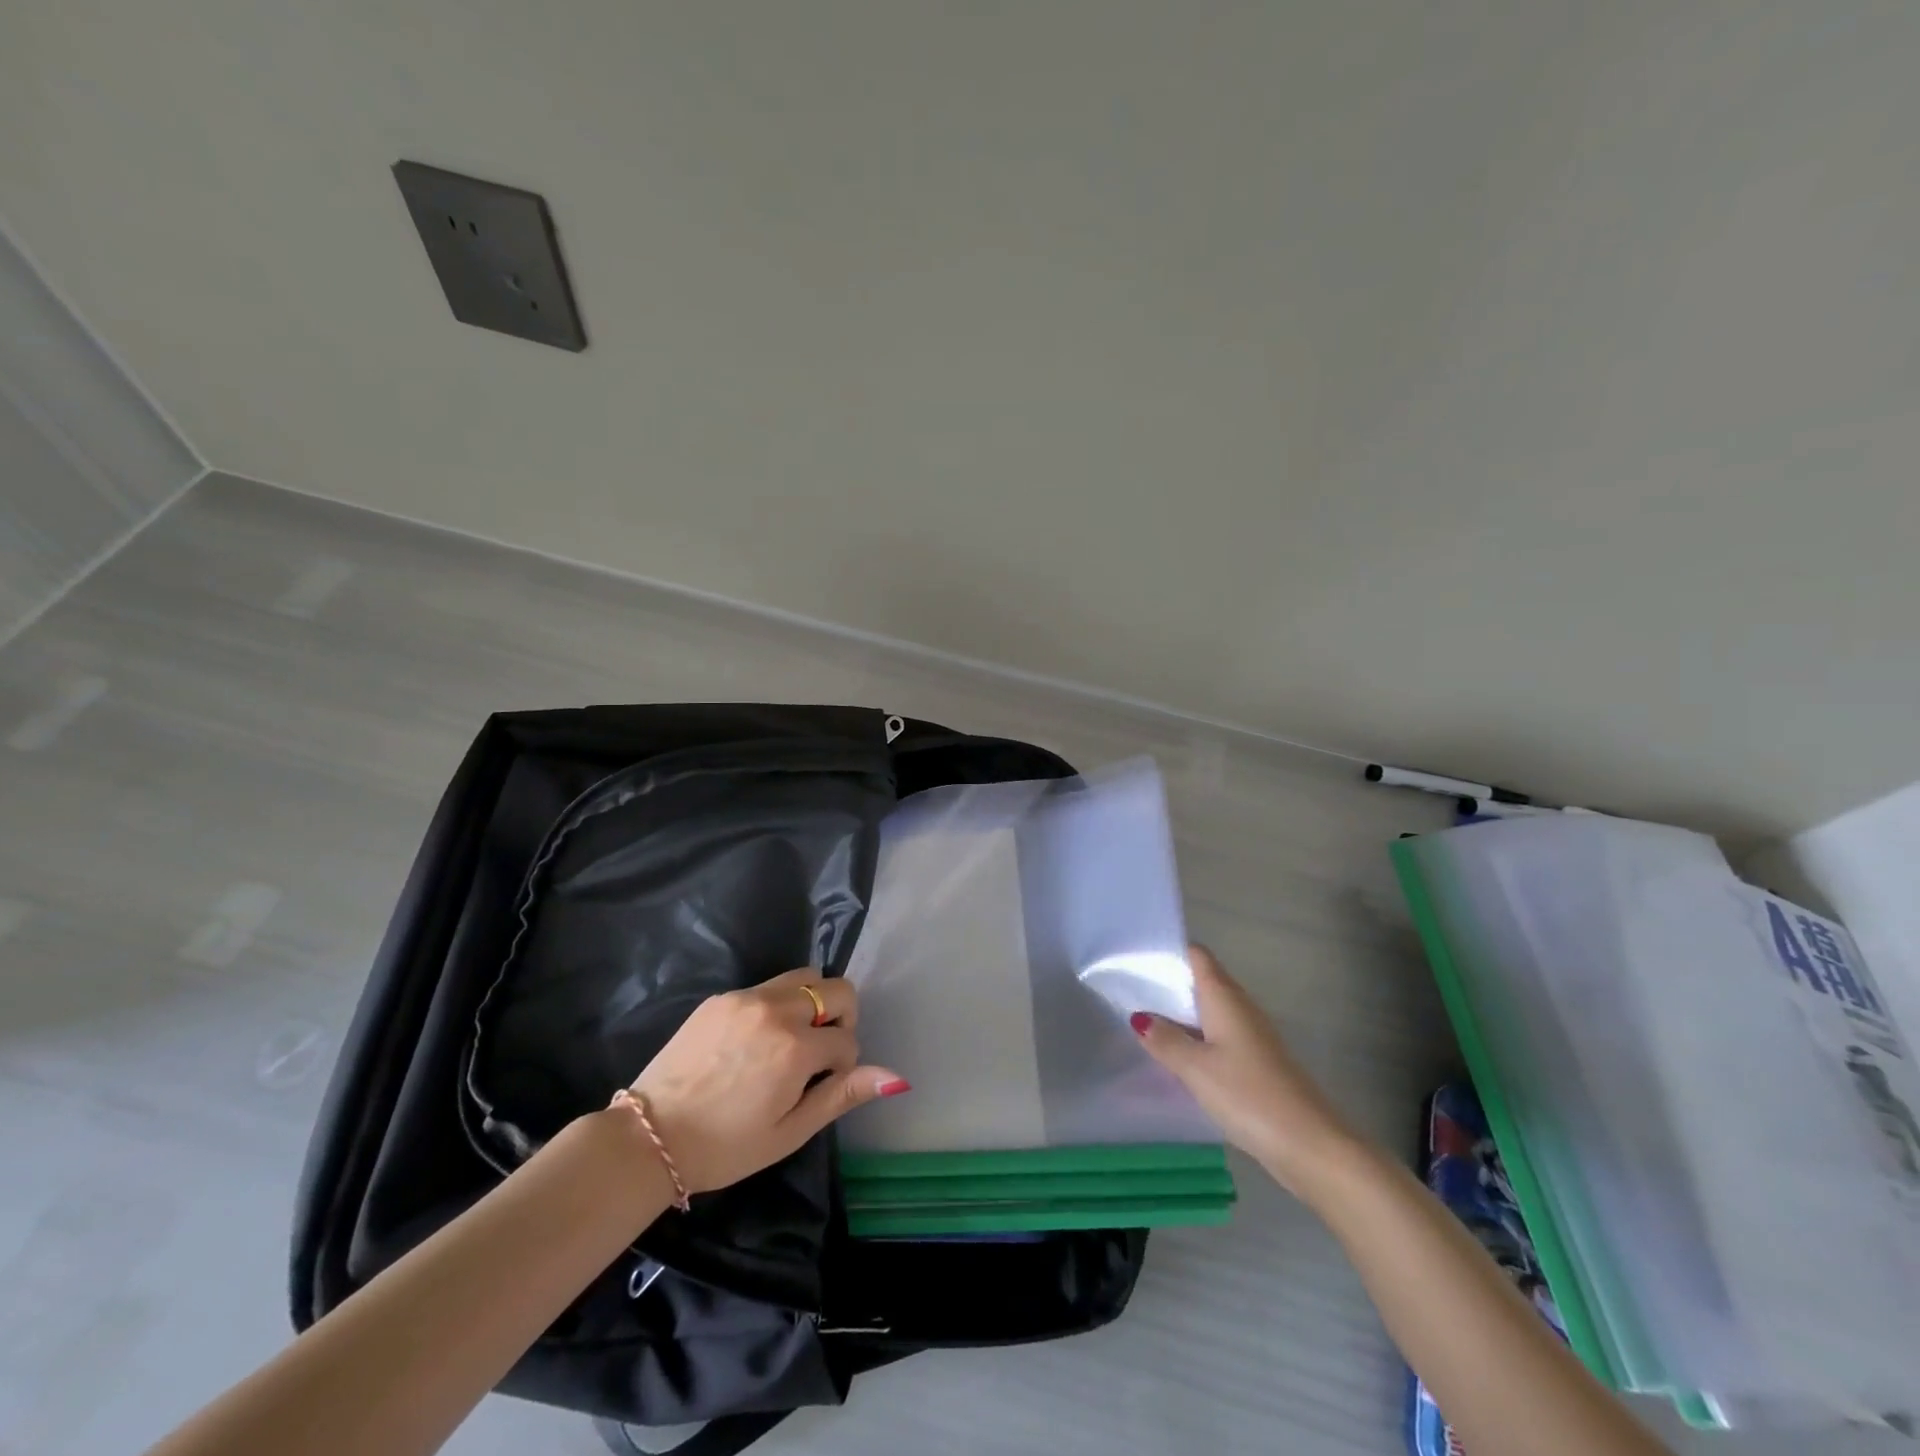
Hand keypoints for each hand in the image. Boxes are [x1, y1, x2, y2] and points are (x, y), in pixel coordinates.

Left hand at [629, 968, 907, 1193]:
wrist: (649, 1136)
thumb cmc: (725, 1146)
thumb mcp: (789, 1131)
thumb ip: (842, 1095)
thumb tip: (896, 1076)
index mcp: (796, 1047)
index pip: (848, 1037)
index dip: (844, 1064)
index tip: (822, 1085)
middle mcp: (776, 1010)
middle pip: (836, 988)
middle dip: (840, 1017)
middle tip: (818, 1053)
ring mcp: (745, 997)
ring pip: (803, 977)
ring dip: (811, 1003)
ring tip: (790, 1041)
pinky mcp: (721, 997)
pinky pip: (767, 986)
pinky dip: (777, 1005)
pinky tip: (754, 1041)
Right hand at [1133, 946, 1358, 1193]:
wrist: (1309, 1145)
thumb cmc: (1248, 1094)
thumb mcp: (1196, 1067)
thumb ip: (1165, 1040)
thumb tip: (1140, 1017)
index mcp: (1225, 998)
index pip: (1197, 956)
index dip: (1170, 951)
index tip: (1137, 958)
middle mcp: (1241, 1008)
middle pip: (1202, 982)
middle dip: (1169, 984)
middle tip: (1129, 992)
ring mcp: (1252, 1036)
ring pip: (1210, 1013)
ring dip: (1181, 1016)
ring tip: (1144, 1025)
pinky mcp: (1257, 1063)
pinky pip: (1219, 1038)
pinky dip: (1196, 1041)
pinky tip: (1177, 1060)